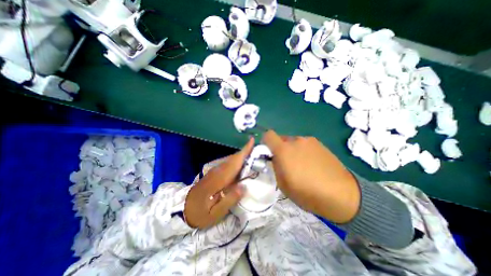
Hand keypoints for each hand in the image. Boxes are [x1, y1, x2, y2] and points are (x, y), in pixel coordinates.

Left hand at [184, 138, 252, 228]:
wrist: (183, 211)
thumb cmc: (200, 213)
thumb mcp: (215, 213)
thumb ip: (229, 200)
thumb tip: (244, 187)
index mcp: (218, 180)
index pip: (234, 162)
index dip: (244, 151)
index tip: (252, 141)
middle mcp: (217, 172)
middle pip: (233, 158)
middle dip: (245, 151)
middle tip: (258, 149)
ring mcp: (215, 172)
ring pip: (231, 160)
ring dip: (242, 155)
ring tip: (253, 154)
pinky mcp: (214, 173)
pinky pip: (228, 164)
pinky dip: (236, 161)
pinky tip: (242, 164)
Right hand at [265, 131, 358, 223]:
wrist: (341, 194)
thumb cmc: (307, 193)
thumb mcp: (283, 184)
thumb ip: (275, 166)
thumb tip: (275, 158)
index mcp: (284, 150)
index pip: (268, 135)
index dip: (266, 142)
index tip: (268, 153)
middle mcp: (295, 141)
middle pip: (281, 139)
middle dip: (280, 149)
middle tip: (286, 163)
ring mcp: (309, 141)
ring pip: (293, 142)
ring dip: (292, 150)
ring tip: (301, 165)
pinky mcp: (320, 144)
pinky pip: (305, 144)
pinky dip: (303, 151)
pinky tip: (312, 164)